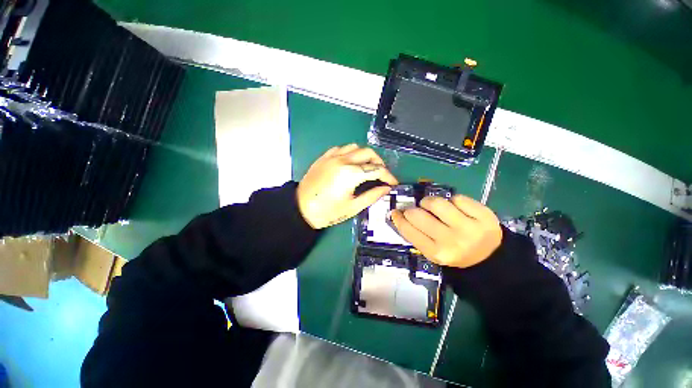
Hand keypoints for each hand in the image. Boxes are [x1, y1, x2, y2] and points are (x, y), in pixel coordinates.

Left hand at [297, 144, 398, 228]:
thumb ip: (372, 196)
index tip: (393, 183)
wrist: (300, 208)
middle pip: (369, 153)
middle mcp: (343, 160)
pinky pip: (342, 148)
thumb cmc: (327, 211)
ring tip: (368, 167)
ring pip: (356, 147)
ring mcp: (332, 156)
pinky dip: (351, 153)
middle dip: (380, 163)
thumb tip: (386, 189)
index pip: (377, 170)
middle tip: (382, 175)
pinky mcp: (325, 157)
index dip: (388, 176)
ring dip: (366, 155)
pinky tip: (351, 162)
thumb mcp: (352, 207)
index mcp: (351, 173)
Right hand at [390, 195, 501, 267]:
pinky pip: (457, 198)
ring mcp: (469, 227)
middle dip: (413, 209)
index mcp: (436, 252)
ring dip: (429, 201)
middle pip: (418, 214)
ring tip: (433, 206)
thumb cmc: (454, 253)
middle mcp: (451, 241)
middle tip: (417, 210)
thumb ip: (416, 235)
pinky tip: (455, 208)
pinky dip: (452, 201)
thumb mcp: (433, 252)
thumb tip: (398, 214)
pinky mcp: (484, 215)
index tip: (395, 212)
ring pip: (436, 202)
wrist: (489, 257)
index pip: (408, 229)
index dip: (398, 218)